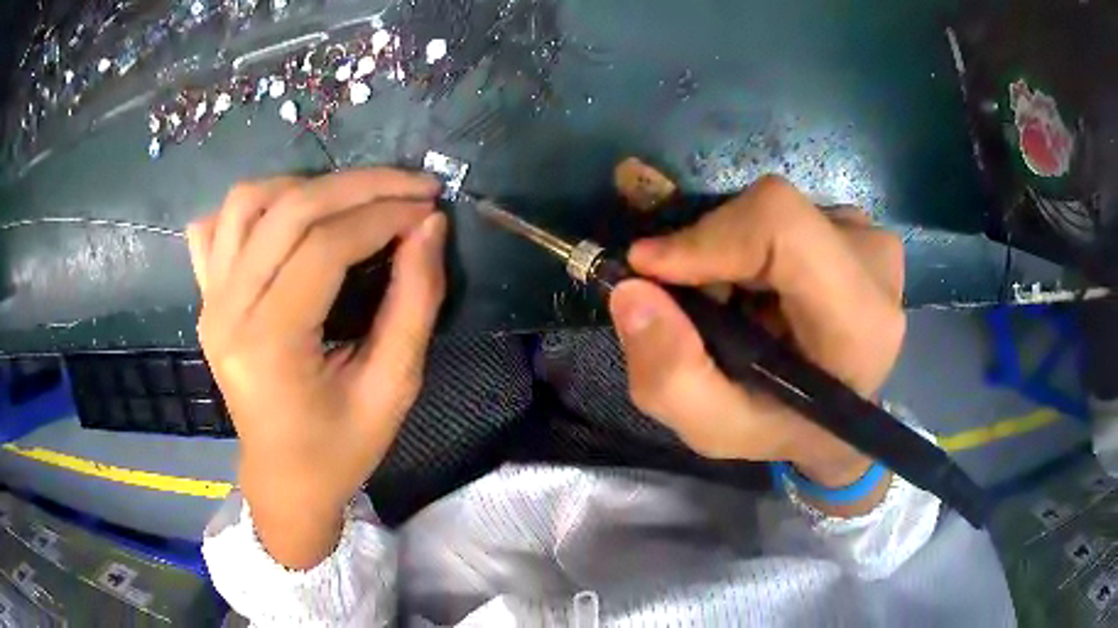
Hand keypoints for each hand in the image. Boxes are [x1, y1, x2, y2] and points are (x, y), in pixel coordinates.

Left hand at [186, 169, 445, 567]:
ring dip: (305, 186)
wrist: (283, 478)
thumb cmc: (340, 449)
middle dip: (358, 186)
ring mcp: (209, 301)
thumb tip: (429, 227)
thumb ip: (414, 304)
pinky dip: (254, 207)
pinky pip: (216, 226)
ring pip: (246, 202)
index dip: (384, 215)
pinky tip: (287, 219)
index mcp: (269, 346)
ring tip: (351, 201)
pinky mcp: (206, 297)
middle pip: (288, 210)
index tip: (429, 206)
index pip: (325, 247)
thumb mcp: (393, 388)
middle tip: (410, 187)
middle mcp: (227, 312)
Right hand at [609, 176, 904, 513]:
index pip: (783, 229)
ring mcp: (870, 238)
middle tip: (685, 300)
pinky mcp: (855, 225)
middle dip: (709, 250)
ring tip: (724, 302)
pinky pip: (781, 213)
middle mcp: (876, 265)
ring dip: (727, 251)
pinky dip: (746, 243)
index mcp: (860, 322)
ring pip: (770, 211)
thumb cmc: (784, 426)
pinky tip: (749, 286)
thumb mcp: (717, 428)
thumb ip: (671, 377)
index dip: (709, 236)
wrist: (839, 418)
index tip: (649, 269)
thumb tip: (631, 291)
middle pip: (770, 214)